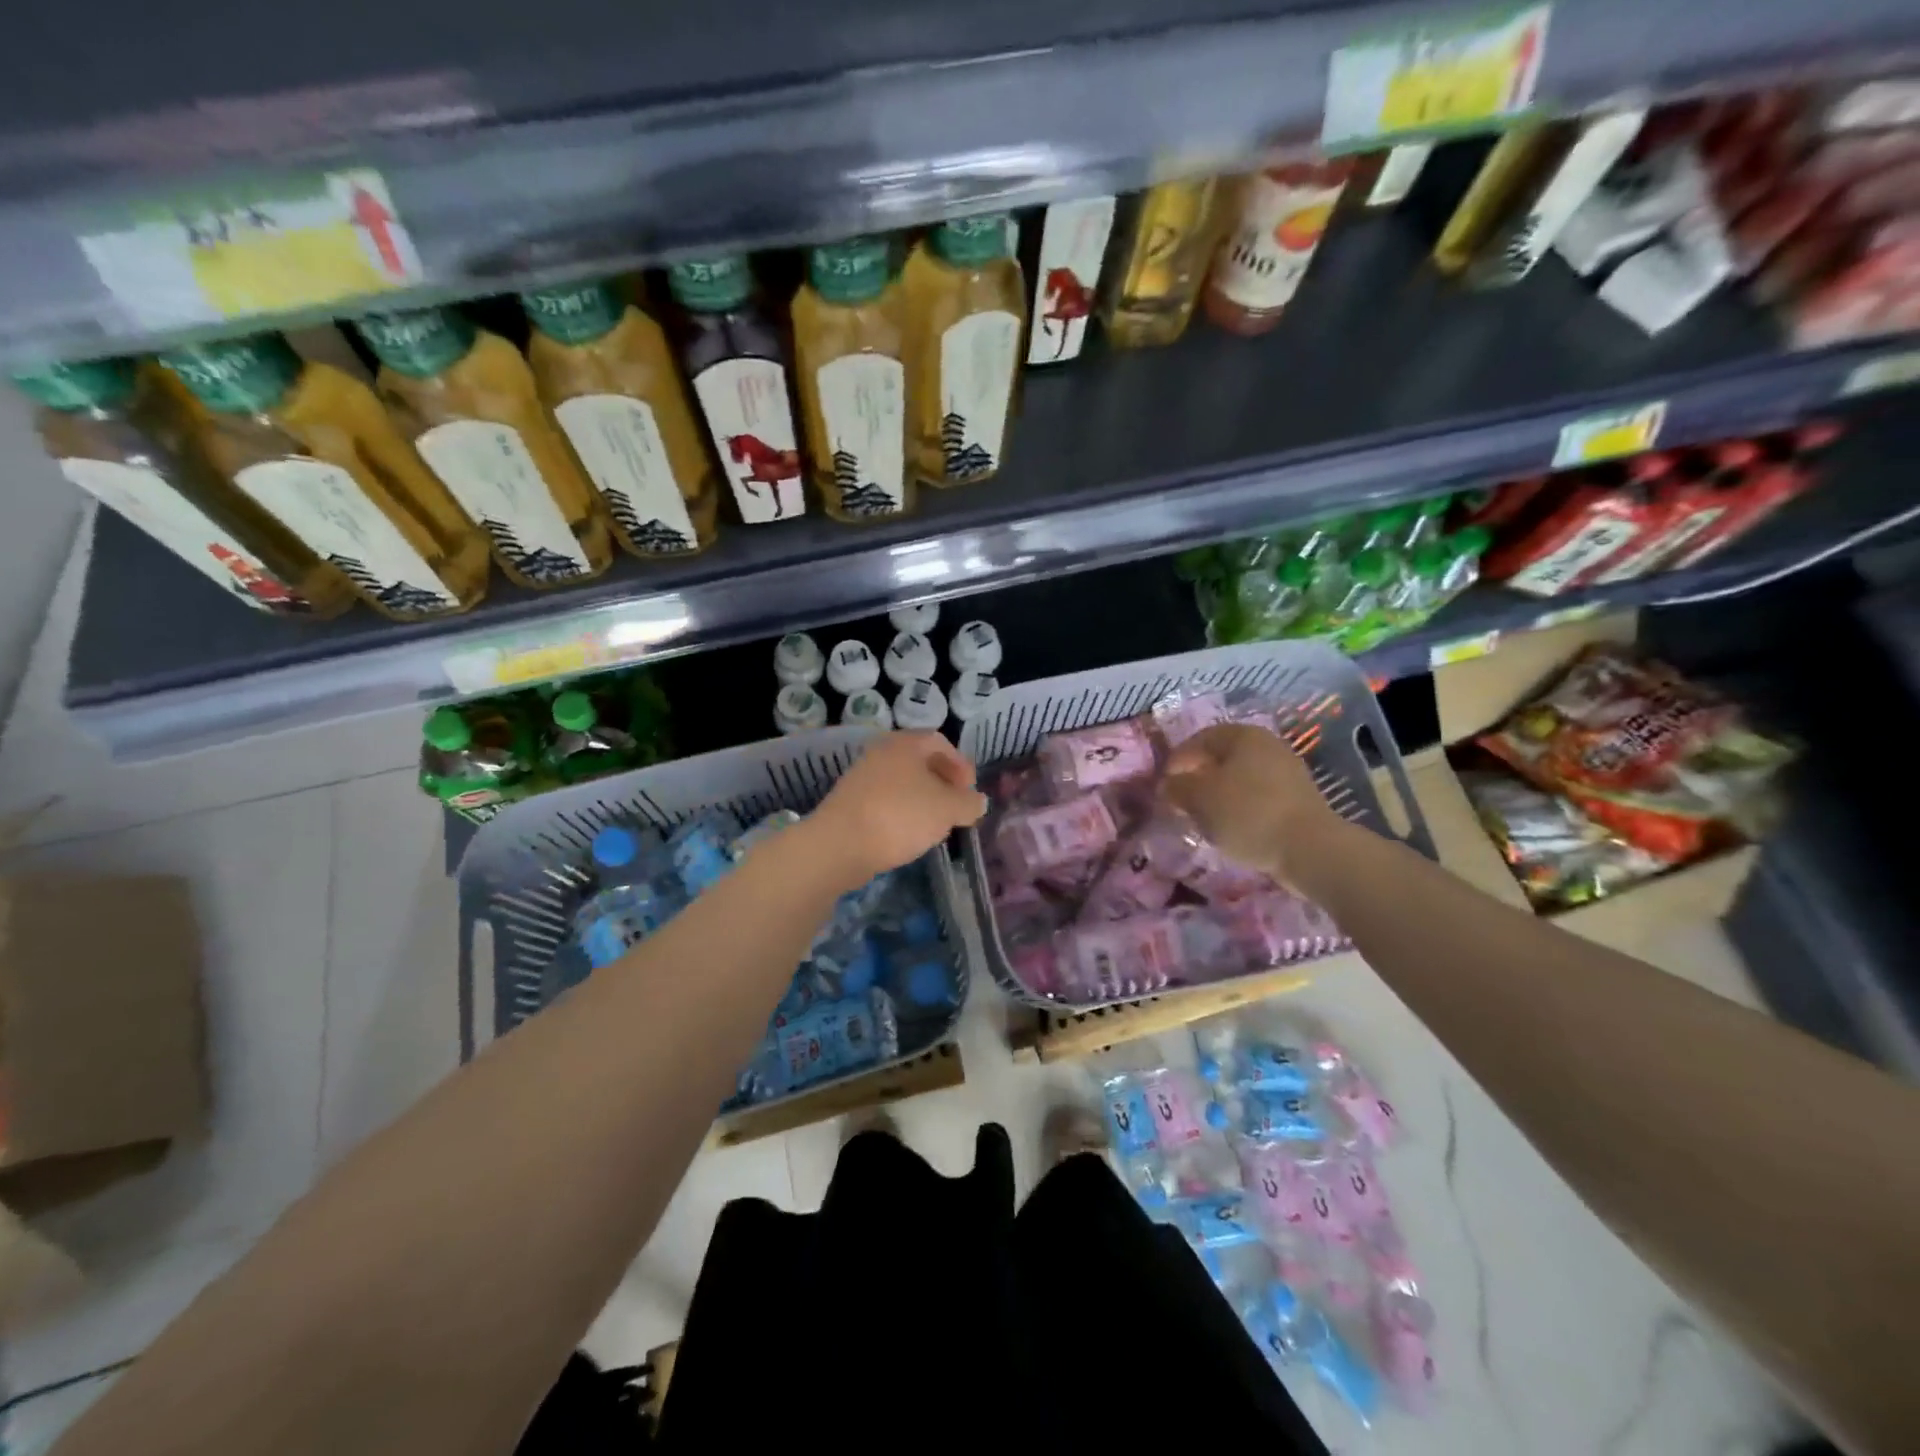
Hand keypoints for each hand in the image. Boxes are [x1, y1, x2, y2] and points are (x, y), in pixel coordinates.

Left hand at [804, 731, 987, 889]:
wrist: (840, 845)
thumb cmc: (900, 816)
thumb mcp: (947, 809)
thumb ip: (968, 803)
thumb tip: (977, 801)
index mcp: (906, 744)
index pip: (941, 742)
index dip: (961, 765)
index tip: (970, 792)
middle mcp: (881, 753)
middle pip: (920, 762)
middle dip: (943, 784)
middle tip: (956, 808)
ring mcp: (862, 777)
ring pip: (903, 783)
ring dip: (923, 800)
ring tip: (936, 825)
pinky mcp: (850, 803)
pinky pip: (885, 801)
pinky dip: (902, 812)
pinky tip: (908, 835)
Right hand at [1163, 723, 1346, 889]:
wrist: (1309, 850)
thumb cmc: (1248, 814)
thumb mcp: (1200, 799)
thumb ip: (1177, 787)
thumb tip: (1167, 785)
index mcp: (1244, 736)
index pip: (1200, 739)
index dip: (1177, 759)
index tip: (1164, 784)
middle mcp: (1268, 746)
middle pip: (1222, 758)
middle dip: (1197, 778)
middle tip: (1180, 801)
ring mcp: (1287, 773)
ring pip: (1240, 779)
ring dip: (1217, 796)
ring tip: (1202, 818)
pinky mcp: (1297, 801)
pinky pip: (1257, 798)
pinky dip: (1239, 809)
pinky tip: (1230, 829)